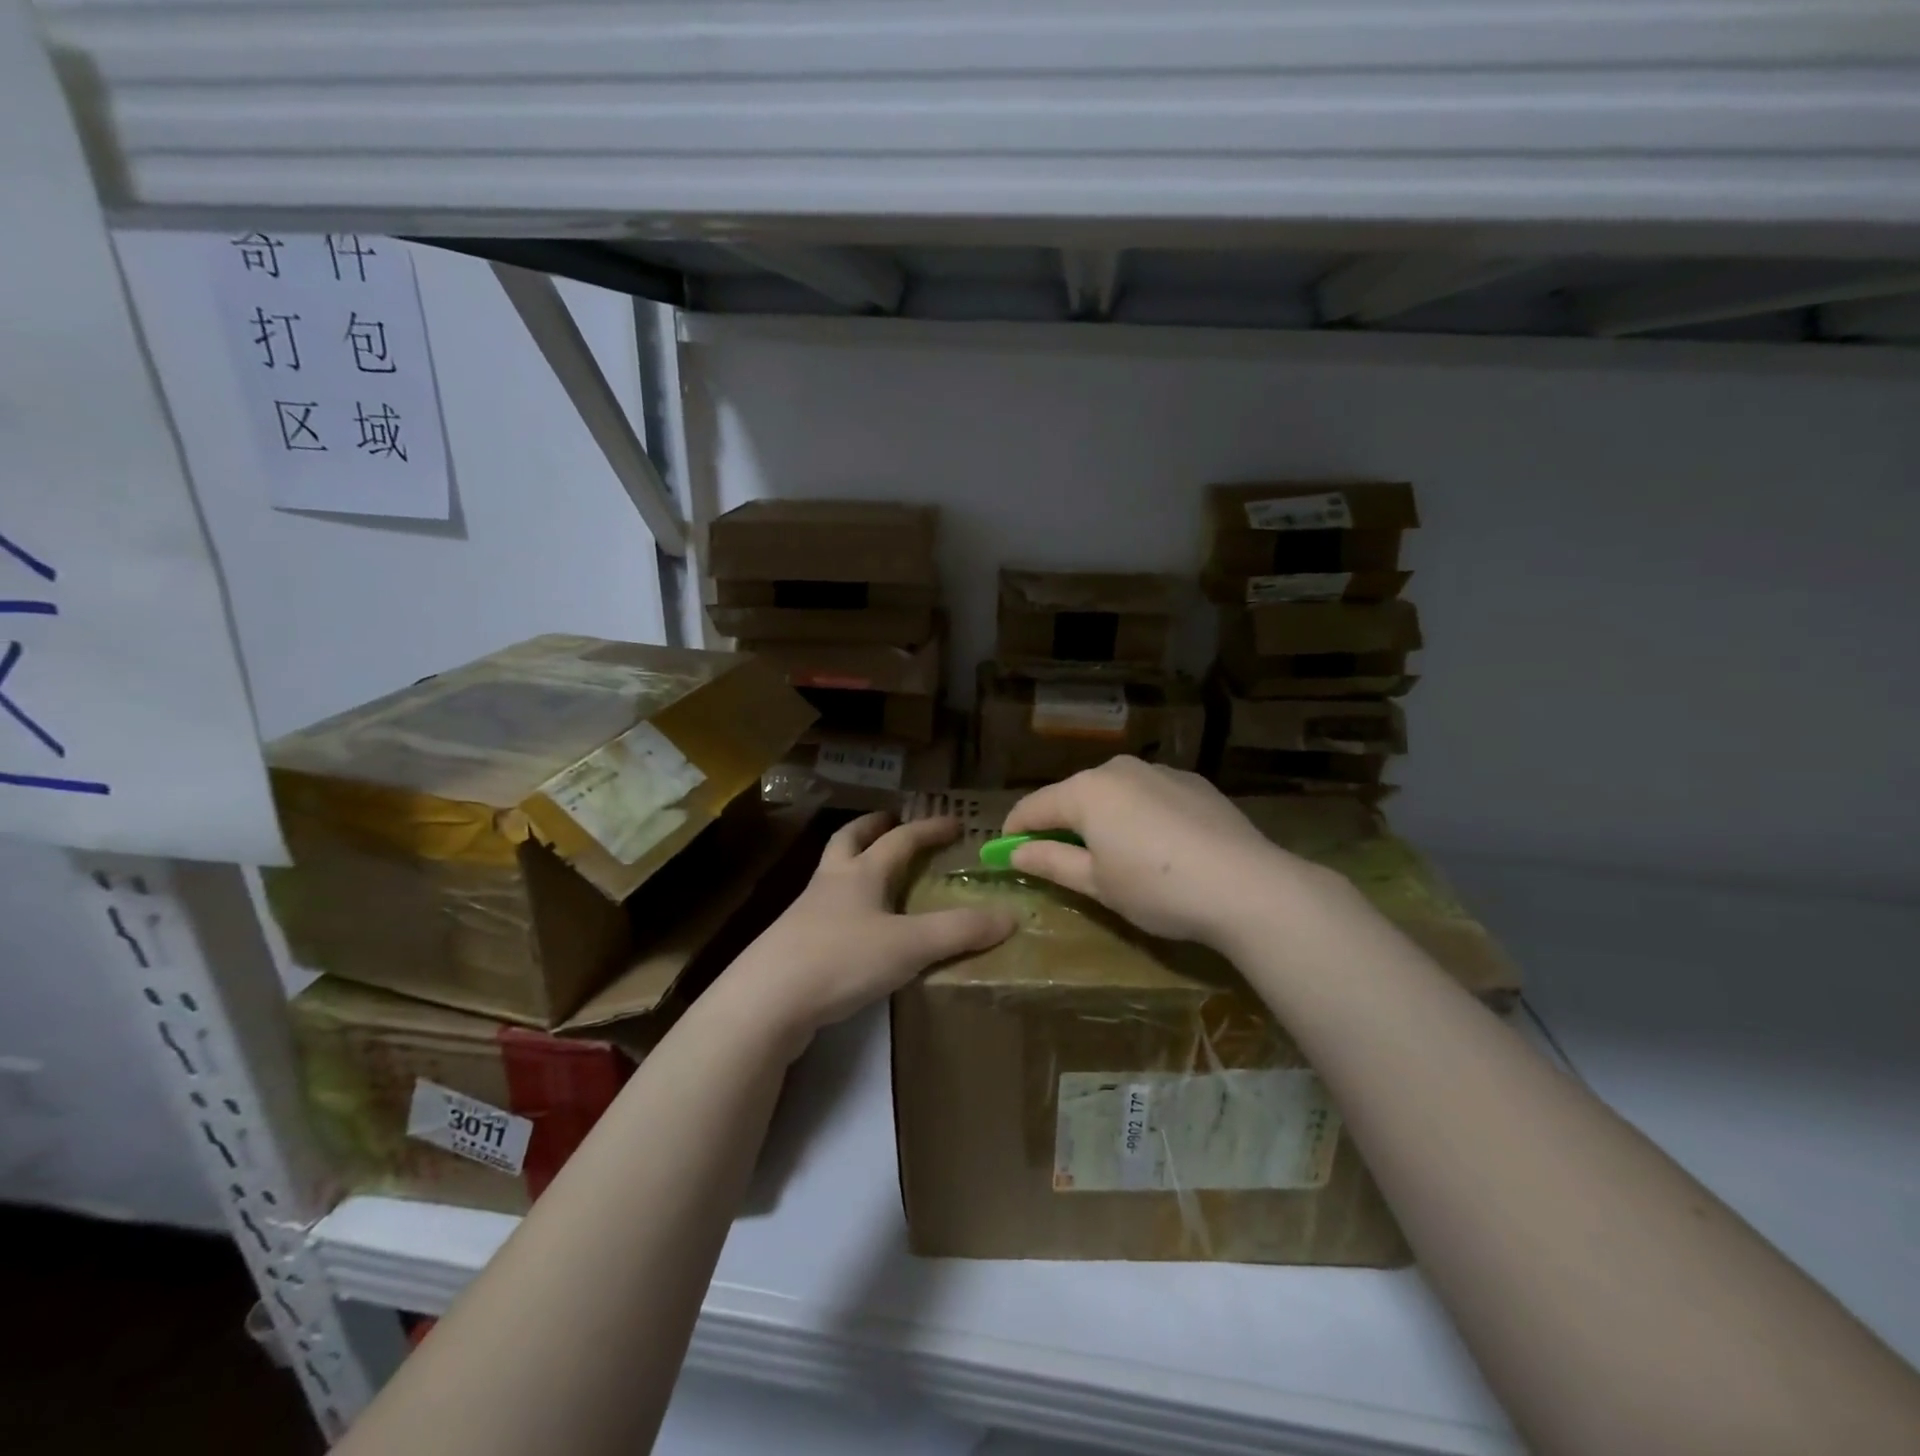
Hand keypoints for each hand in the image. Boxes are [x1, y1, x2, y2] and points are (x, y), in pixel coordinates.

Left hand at [722, 812, 1014, 1052]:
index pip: (901, 839)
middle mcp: (831, 883)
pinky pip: (824, 911)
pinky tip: (853, 927)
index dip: (929, 829)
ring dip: (853, 862)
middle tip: (891, 821)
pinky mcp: (794, 945)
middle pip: (849, 840)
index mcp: (860, 873)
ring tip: (874, 871)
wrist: (766, 1001)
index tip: (955, 822)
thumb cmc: (841, 959)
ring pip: (832, 873)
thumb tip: (1010, 916)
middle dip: (872, 827)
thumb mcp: (910, 945)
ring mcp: (806, 913)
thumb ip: (960, 931)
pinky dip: (843, 905)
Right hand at [1004, 756, 1342, 947]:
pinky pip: (1149, 795)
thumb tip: (1016, 853)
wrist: (1247, 886)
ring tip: (1112, 853)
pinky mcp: (1193, 782)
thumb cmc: (1157, 888)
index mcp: (1087, 791)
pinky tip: (1157, 845)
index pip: (1034, 806)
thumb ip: (1051, 862)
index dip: (1015, 829)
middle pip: (1074, 795)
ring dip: (1101, 817)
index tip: (1006, 852)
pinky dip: (1138, 814)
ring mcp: (1160, 771)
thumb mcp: (1097, 884)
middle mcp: (1119, 769)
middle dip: (1060, 823)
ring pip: (1114, 792)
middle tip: (1059, 859)